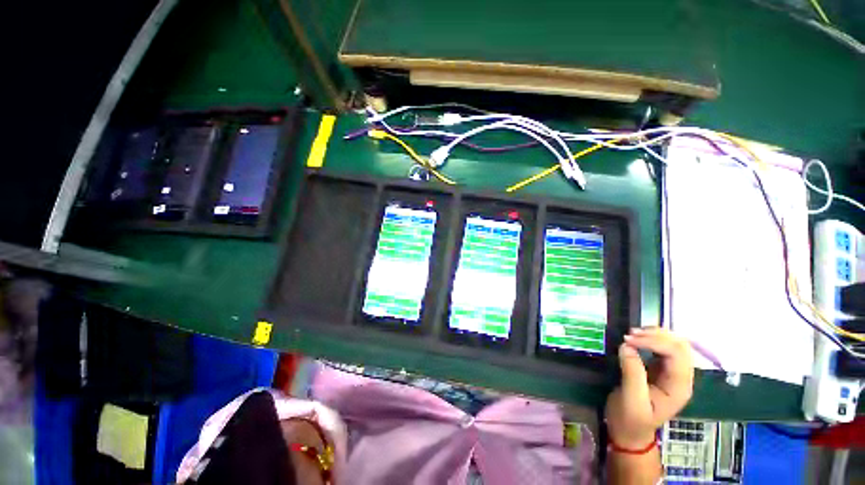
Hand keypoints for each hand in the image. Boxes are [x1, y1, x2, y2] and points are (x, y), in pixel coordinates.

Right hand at [605, 327, 693, 448]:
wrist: (629, 432)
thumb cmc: (631, 419)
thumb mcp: (631, 399)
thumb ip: (632, 373)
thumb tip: (626, 346)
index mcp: (679, 387)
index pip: (677, 354)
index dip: (654, 342)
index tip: (627, 340)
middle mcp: (681, 377)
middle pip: (680, 345)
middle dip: (656, 335)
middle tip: (630, 334)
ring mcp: (672, 373)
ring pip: (673, 343)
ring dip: (654, 335)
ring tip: (632, 334)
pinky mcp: (661, 369)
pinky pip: (662, 347)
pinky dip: (650, 339)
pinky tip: (636, 340)